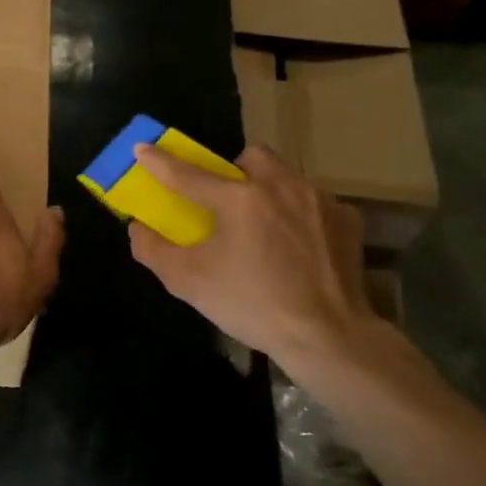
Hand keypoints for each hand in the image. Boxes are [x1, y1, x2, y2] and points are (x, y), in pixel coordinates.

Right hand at [127, 144, 377, 374]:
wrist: (326, 336)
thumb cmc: (251, 305)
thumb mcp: (189, 282)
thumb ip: (153, 250)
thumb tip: (138, 228)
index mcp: (238, 199)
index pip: (188, 174)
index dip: (160, 161)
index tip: (142, 149)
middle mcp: (280, 186)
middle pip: (252, 157)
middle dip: (235, 170)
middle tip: (227, 201)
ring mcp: (319, 200)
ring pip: (286, 176)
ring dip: (269, 190)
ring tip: (264, 225)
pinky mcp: (347, 220)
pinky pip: (316, 203)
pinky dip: (301, 215)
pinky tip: (297, 246)